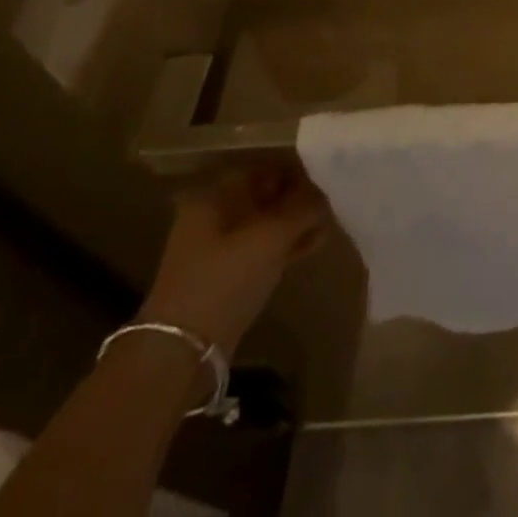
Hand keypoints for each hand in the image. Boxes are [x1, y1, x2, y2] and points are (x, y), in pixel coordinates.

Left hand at [139, 163, 328, 355]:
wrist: (183, 350)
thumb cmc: (227, 276)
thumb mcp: (273, 235)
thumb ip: (305, 207)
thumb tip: (326, 191)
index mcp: (216, 193)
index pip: (266, 166)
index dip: (299, 167)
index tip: (328, 172)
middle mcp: (214, 213)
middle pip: (266, 194)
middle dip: (300, 196)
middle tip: (334, 197)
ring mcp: (217, 247)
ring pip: (266, 223)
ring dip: (297, 222)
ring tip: (331, 221)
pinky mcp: (225, 275)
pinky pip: (262, 248)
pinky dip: (286, 244)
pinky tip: (316, 244)